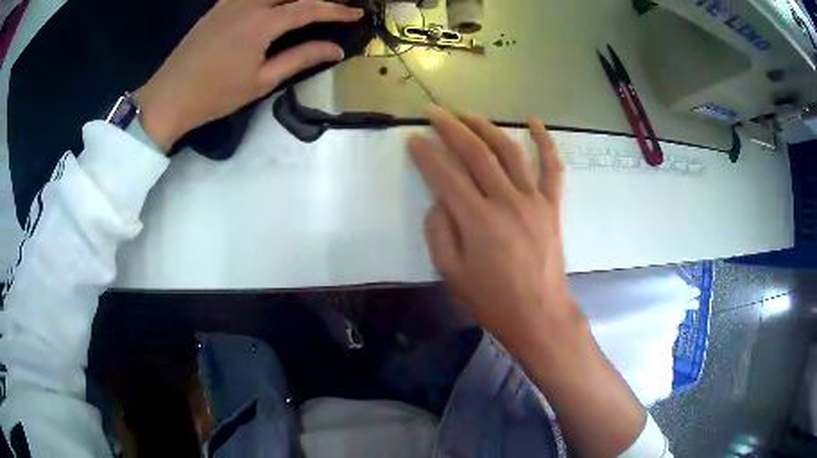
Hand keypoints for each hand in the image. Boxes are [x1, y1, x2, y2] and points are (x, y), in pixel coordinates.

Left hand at [133, 0, 363, 150]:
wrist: (168, 97)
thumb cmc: (214, 95)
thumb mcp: (261, 81)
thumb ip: (300, 59)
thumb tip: (335, 49)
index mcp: (261, 23)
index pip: (308, 8)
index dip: (336, 9)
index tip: (357, 13)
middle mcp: (248, 3)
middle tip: (338, 2)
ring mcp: (230, 2)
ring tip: (308, 4)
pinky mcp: (217, 6)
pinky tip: (275, 4)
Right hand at [408, 106, 580, 356]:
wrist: (538, 315)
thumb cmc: (492, 300)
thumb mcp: (451, 273)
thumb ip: (439, 232)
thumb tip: (439, 200)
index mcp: (477, 221)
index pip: (445, 175)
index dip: (425, 154)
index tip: (413, 139)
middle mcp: (506, 201)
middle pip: (476, 153)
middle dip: (451, 128)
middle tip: (434, 112)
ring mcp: (534, 200)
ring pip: (509, 151)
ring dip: (487, 127)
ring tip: (469, 115)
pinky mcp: (552, 206)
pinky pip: (552, 167)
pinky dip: (544, 141)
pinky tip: (532, 121)